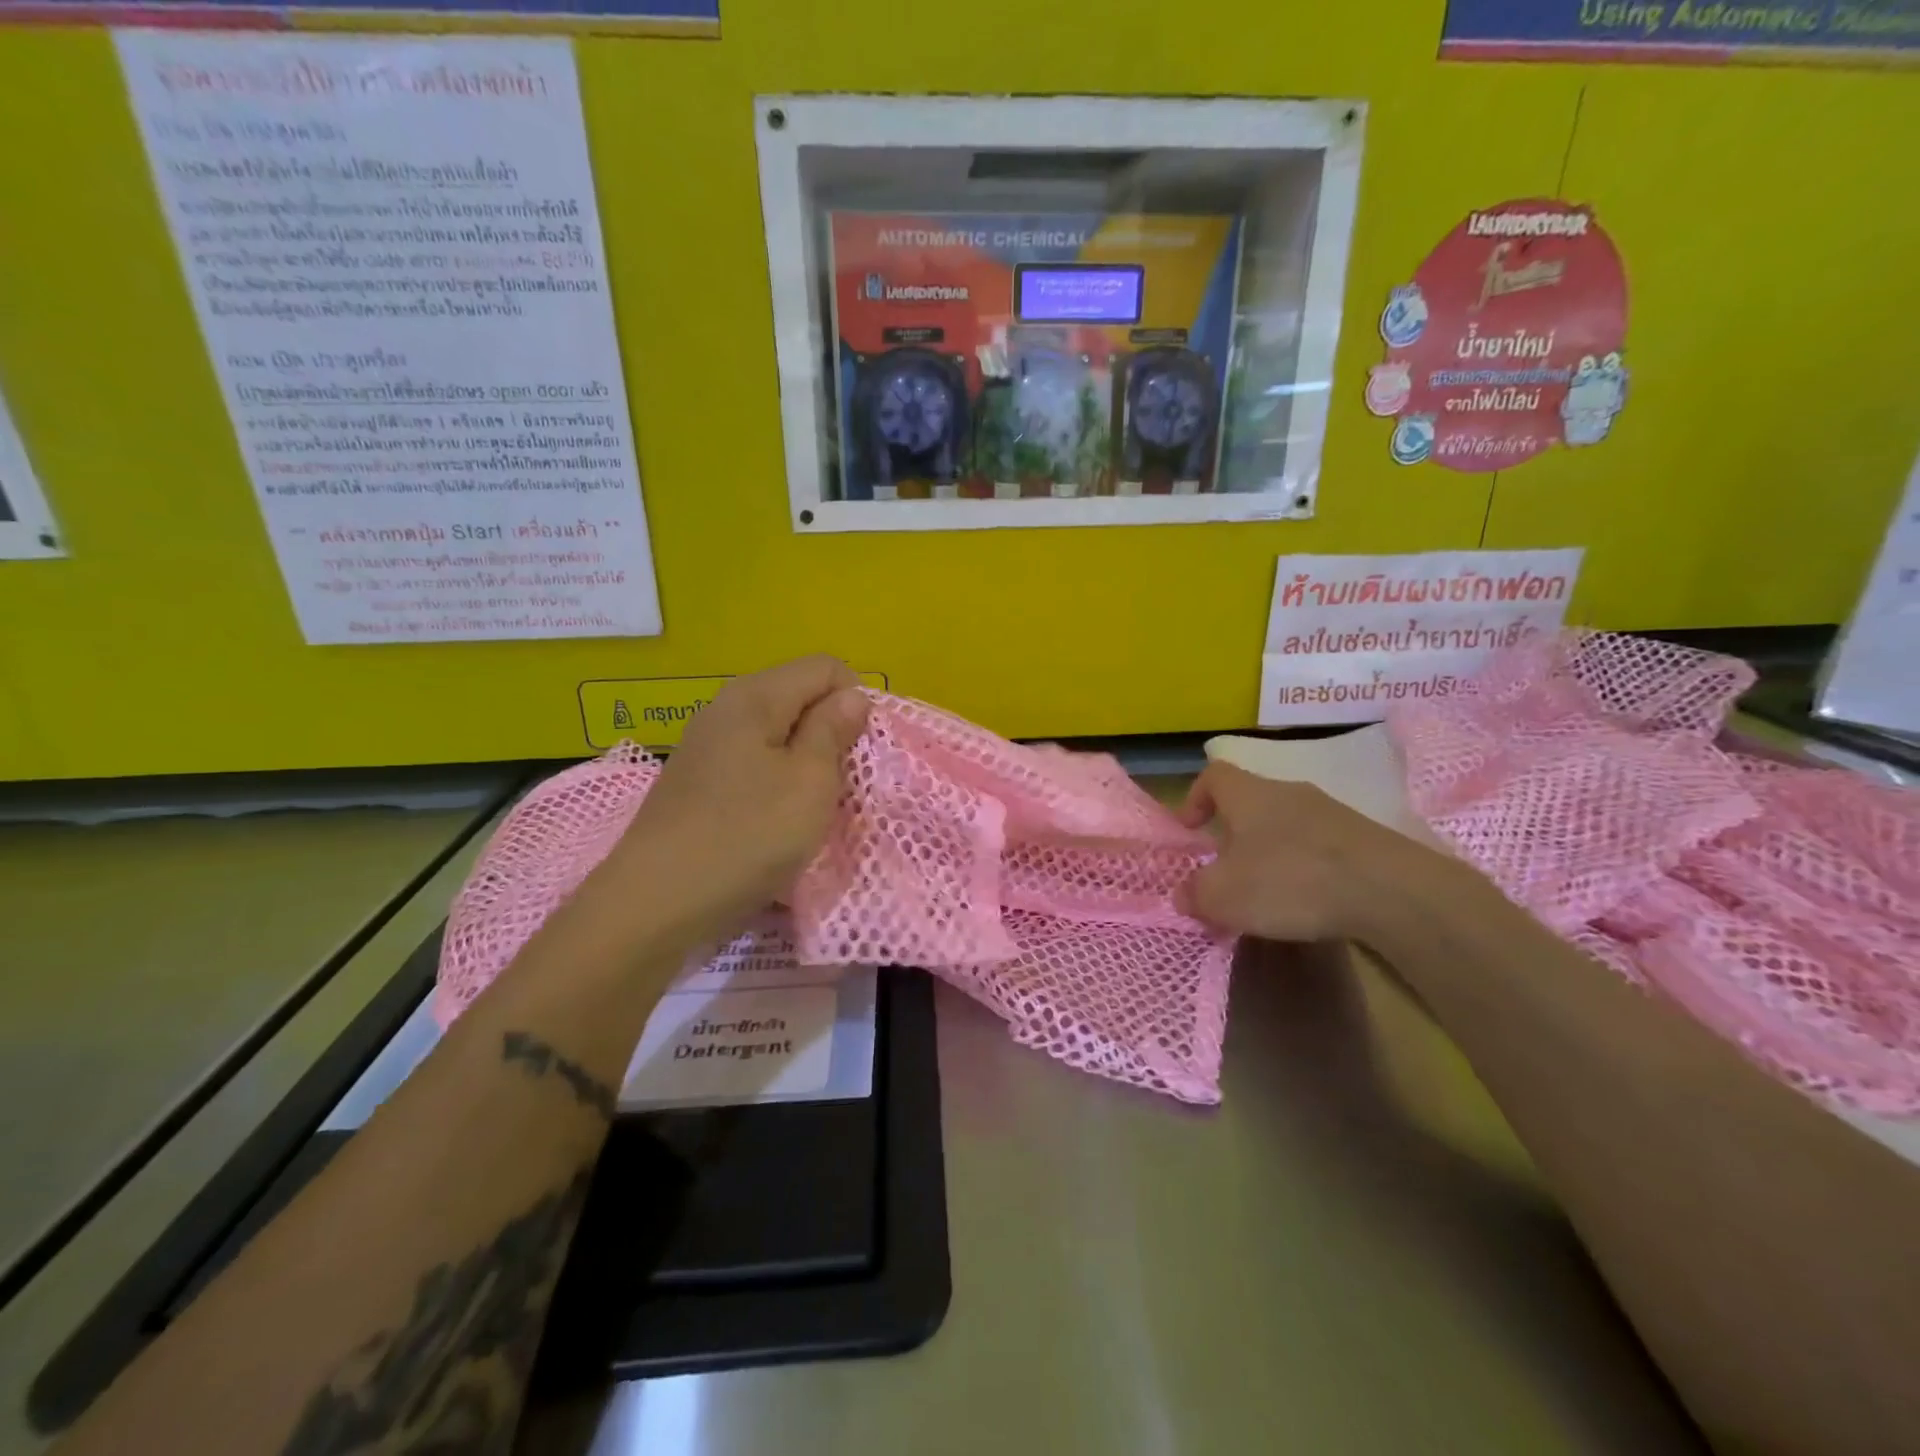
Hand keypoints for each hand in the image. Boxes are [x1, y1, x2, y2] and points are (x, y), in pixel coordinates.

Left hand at [602, 656, 869, 944]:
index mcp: (756, 696)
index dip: (856, 701)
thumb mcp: (810, 782)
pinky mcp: (698, 782)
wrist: (655, 903)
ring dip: (806, 764)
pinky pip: (754, 764)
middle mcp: (726, 708)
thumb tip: (852, 696)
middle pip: (799, 697)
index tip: (859, 752)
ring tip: (811, 808)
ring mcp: (707, 746)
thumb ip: (834, 730)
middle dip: (831, 733)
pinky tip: (775, 822)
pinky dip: (777, 784)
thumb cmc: (747, 836)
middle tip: (841, 784)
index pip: (826, 668)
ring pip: (778, 735)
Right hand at [1175, 761, 1454, 943]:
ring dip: (1271, 852)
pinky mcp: (1364, 839)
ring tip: (1268, 893)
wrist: (1391, 891)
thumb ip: (1196, 893)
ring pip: (1286, 824)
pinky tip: (1310, 902)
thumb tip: (1183, 893)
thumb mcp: (1224, 896)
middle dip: (1234, 834)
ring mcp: (1331, 812)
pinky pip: (1320, 846)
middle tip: (1226, 871)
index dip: (1195, 797)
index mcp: (1249, 794)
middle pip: (1251, 801)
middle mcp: (1289, 792)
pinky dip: (1306, 867)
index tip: (1190, 829)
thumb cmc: (1289, 881)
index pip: (1213, 775)